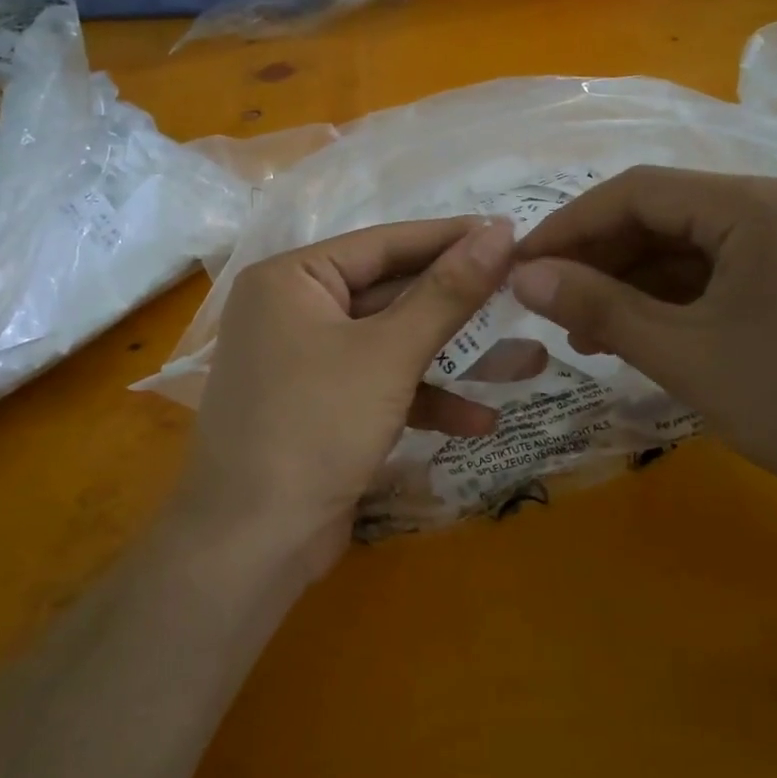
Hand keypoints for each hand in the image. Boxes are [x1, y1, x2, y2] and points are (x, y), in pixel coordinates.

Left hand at [180, 216, 516, 568]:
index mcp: (291, 278)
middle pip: (388, 292)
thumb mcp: (389, 354)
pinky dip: (421, 399)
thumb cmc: (316, 426)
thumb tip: (500, 232)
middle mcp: (292, 309)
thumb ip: (447, 293)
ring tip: (524, 358)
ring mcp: (304, 360)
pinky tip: (478, 421)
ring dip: (450, 358)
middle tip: (520, 289)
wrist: (252, 546)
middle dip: (456, 305)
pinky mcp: (319, 405)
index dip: (449, 238)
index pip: (383, 244)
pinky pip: (377, 384)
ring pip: (389, 342)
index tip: (510, 232)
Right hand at [509, 166, 776, 514]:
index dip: (568, 226)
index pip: (635, 192)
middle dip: (598, 260)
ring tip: (586, 334)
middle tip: (550, 308)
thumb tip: (522, 274)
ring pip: (684, 251)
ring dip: (629, 286)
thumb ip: (598, 306)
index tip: (519, 266)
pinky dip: (669, 303)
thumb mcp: (683, 353)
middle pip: (659, 217)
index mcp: (751, 205)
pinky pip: (714, 278)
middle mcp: (773, 209)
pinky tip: (638, 338)